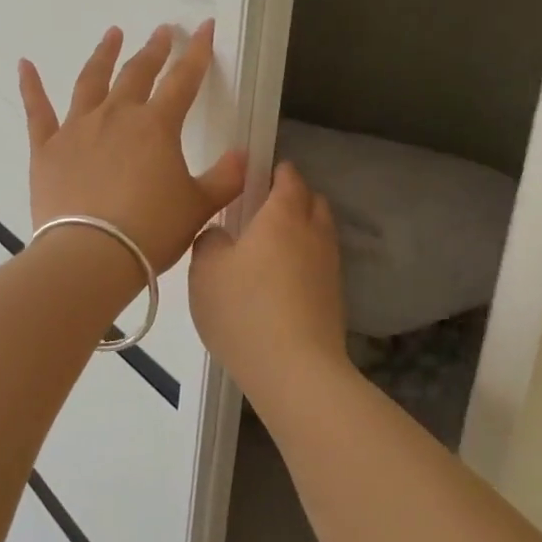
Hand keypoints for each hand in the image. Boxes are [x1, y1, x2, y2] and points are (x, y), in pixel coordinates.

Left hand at [18, 21, 246, 272]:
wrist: (91, 255)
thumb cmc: (151, 231)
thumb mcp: (199, 207)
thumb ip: (226, 179)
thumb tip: (243, 156)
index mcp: (156, 126)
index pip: (183, 80)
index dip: (197, 52)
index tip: (204, 26)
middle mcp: (116, 116)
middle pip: (137, 73)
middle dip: (153, 50)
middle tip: (162, 32)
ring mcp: (77, 129)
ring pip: (91, 81)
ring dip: (103, 55)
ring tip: (112, 34)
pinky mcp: (46, 149)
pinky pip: (37, 111)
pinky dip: (30, 86)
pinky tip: (24, 65)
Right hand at [189, 161, 347, 390]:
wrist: (295, 369)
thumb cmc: (244, 309)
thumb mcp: (205, 270)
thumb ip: (210, 241)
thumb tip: (221, 235)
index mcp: (282, 215)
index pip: (288, 178)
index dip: (277, 172)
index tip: (259, 175)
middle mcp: (313, 233)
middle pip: (313, 202)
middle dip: (294, 198)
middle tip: (263, 210)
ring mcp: (329, 267)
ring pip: (320, 234)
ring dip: (302, 232)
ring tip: (271, 248)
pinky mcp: (335, 299)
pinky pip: (320, 265)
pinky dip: (305, 262)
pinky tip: (282, 282)